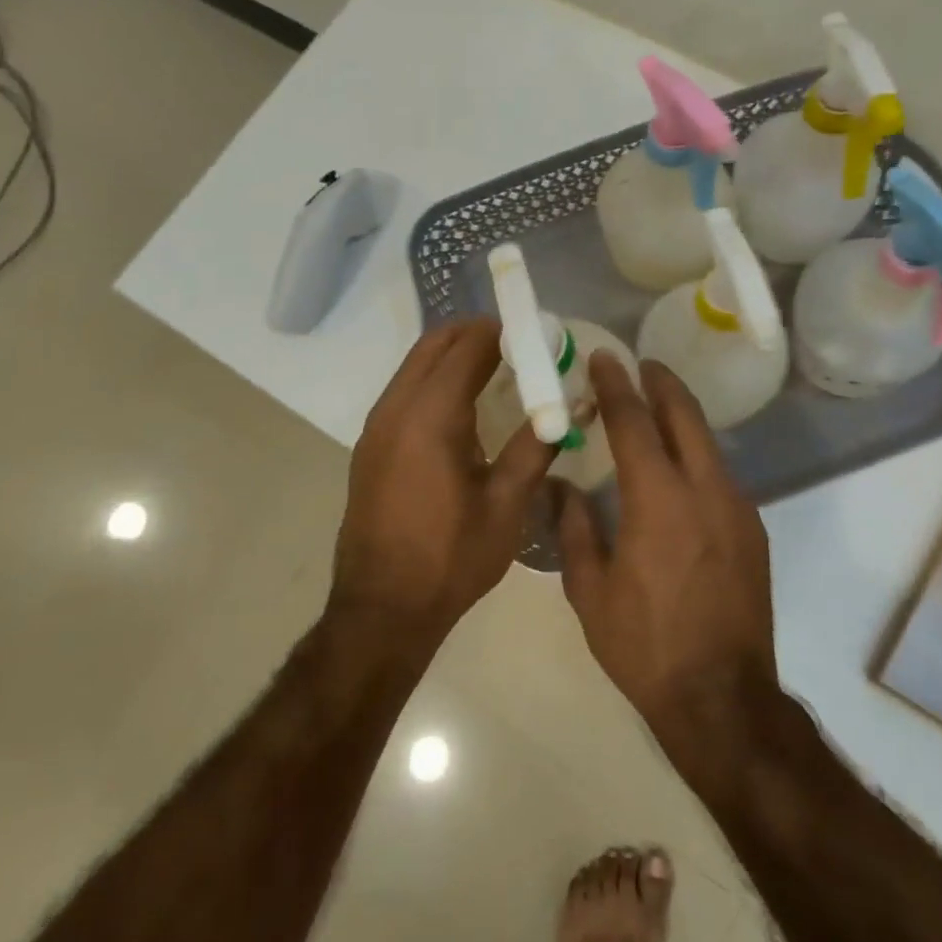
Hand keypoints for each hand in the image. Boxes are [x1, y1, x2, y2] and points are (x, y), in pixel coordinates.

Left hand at [332, 319, 554, 645]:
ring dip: (454, 357)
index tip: (539, 333)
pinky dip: (436, 383)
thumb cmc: (450, 559)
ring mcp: (376, 427)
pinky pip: (405, 393)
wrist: (382, 610)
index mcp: (430, 416)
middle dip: (477, 334)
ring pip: (416, 367)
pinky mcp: (371, 447)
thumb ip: (536, 446)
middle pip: (435, 345)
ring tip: (500, 373)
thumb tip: (570, 407)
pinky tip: (466, 411)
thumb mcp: (506, 505)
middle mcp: (395, 408)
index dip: (505, 331)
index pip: (469, 345)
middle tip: (521, 346)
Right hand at [555, 353, 776, 739]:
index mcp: (658, 498)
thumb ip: (574, 527)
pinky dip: (696, 457)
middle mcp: (705, 489)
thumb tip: (561, 487)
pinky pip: (720, 476)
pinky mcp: (752, 531)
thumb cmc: (644, 645)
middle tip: (640, 366)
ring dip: (681, 419)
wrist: (721, 697)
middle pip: (685, 416)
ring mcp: (737, 509)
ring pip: (708, 444)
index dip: (616, 385)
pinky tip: (678, 473)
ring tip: (655, 412)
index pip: (634, 422)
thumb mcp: (589, 590)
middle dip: (661, 384)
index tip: (605, 358)